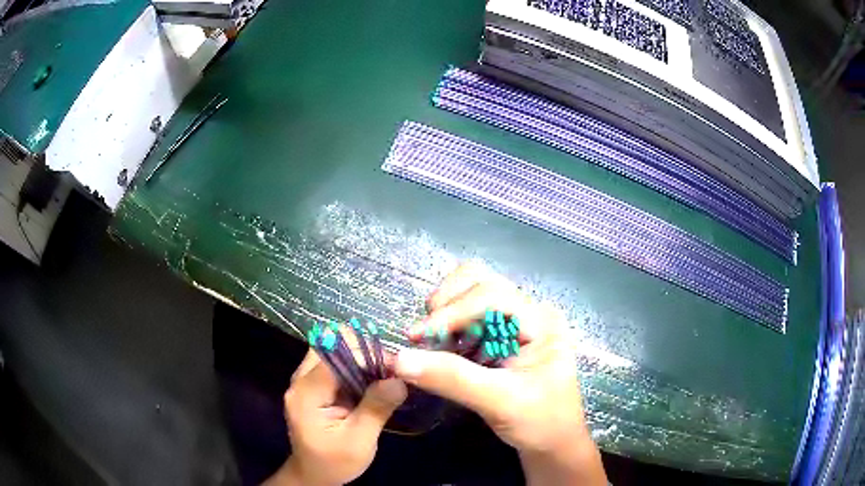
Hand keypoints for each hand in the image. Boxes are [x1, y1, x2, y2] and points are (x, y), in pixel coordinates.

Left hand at [265, 350, 406, 485]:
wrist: (314, 475)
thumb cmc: (334, 462)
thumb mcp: (359, 442)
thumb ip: (376, 409)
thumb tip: (399, 380)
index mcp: (306, 394)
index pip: (334, 359)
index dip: (365, 355)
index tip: (395, 365)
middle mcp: (301, 382)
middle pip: (328, 348)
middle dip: (361, 351)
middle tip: (389, 367)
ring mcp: (305, 383)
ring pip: (331, 353)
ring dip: (358, 358)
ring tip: (384, 372)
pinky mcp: (313, 388)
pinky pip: (333, 366)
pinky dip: (354, 368)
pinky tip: (371, 380)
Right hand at [395, 264, 606, 484]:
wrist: (553, 443)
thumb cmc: (539, 422)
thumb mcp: (499, 401)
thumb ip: (452, 378)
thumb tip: (399, 360)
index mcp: (540, 320)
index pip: (490, 295)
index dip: (451, 312)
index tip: (415, 338)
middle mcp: (528, 312)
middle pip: (479, 281)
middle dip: (447, 304)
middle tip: (424, 336)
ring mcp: (515, 323)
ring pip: (471, 293)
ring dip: (445, 312)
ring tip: (433, 342)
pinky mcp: (501, 337)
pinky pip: (468, 315)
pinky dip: (449, 325)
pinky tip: (443, 348)